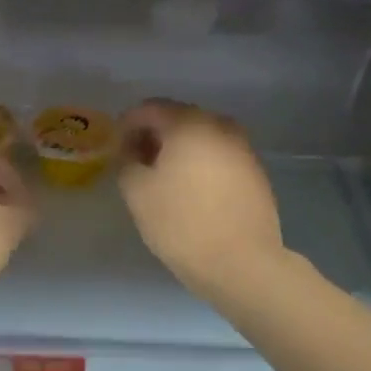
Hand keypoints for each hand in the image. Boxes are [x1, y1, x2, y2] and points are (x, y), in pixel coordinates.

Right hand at [117, 100, 283, 301]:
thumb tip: (130, 149)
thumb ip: (126, 160)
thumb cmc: (182, 223)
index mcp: (189, 124)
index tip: (115, 149)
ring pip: (201, 137)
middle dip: (153, 135)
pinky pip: (218, 155)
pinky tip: (190, 191)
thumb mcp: (137, 192)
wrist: (242, 263)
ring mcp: (242, 148)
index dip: (126, 125)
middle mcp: (220, 126)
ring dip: (178, 150)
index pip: (149, 108)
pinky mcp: (255, 172)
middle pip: (178, 118)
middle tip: (136, 162)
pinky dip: (200, 163)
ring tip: (162, 179)